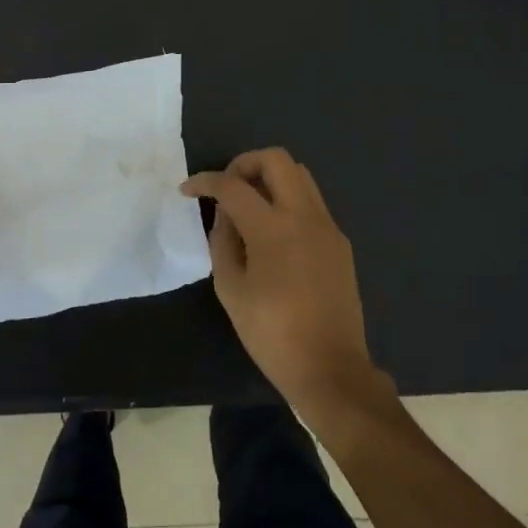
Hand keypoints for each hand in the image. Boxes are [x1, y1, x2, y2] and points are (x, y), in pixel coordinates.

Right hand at [181, 148, 382, 415]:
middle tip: (226, 187)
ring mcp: (328, 227)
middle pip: (277, 159)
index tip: (188, 190)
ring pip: (300, 175)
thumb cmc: (272, 334)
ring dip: (270, 178)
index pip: (233, 186)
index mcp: (273, 228)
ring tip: (248, 205)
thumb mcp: (231, 289)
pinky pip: (312, 203)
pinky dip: (288, 201)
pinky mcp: (340, 242)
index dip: (205, 182)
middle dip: (245, 163)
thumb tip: (225, 216)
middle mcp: (305, 216)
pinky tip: (273, 232)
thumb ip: (223, 242)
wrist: (330, 368)